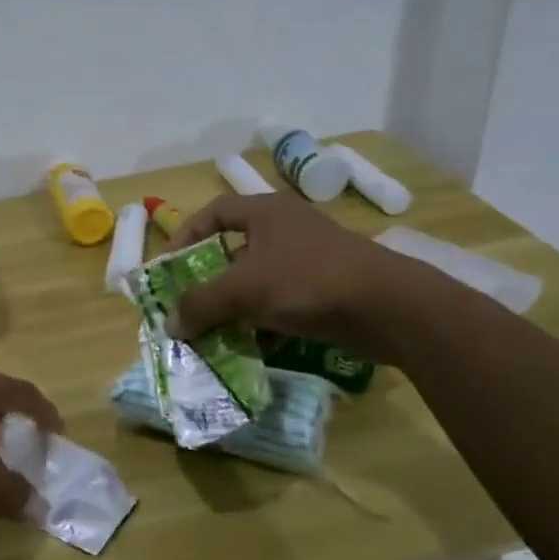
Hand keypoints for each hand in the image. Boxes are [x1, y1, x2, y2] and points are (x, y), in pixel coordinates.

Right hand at [165, 195, 440, 363]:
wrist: (388, 307)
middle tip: (188, 306)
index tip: (170, 265)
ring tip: (213, 333)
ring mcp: (308, 260)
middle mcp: (286, 230)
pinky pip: (280, 303)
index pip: (215, 212)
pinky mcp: (324, 290)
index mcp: (266, 212)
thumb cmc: (308, 280)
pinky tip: (252, 348)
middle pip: (234, 250)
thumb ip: (201, 304)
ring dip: (234, 307)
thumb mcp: (244, 290)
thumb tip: (170, 325)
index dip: (188, 233)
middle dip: (209, 280)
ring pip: (257, 281)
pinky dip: (262, 323)